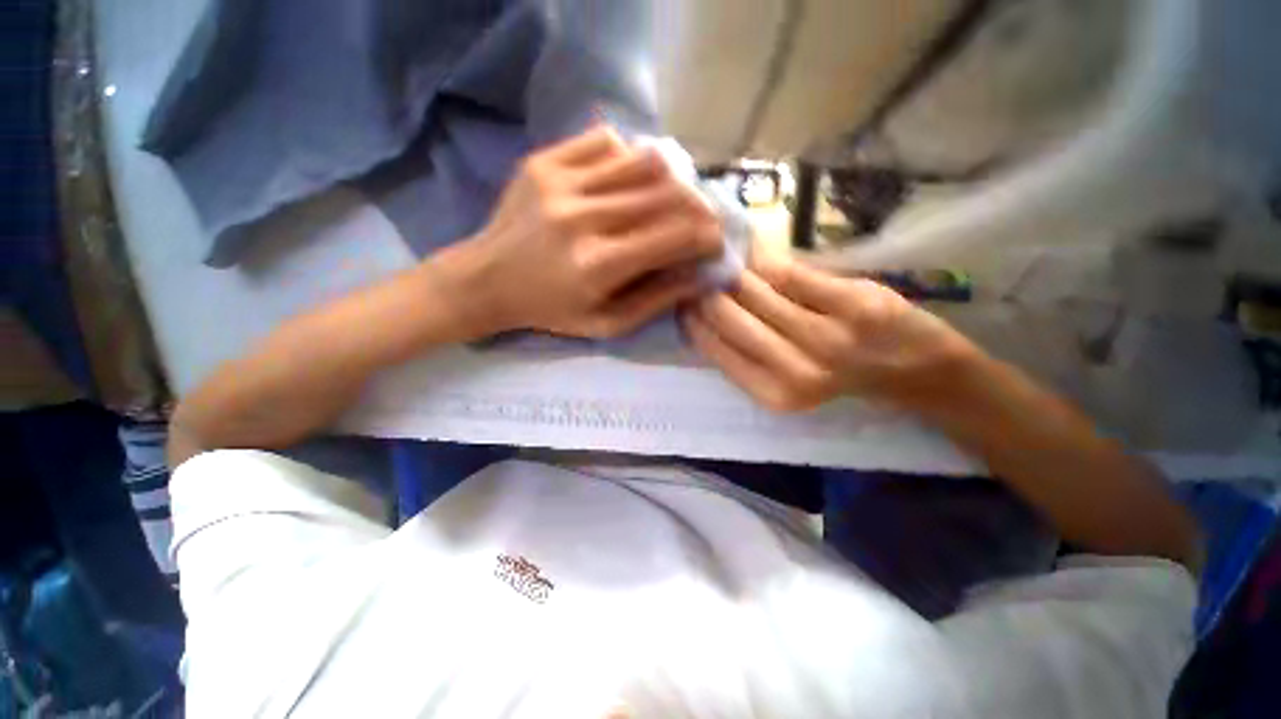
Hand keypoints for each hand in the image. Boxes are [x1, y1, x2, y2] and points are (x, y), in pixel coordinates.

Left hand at [460, 126, 722, 338]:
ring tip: (669, 198)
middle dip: (698, 206)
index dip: (707, 236)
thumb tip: (699, 274)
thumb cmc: (551, 310)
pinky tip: (626, 180)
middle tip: (701, 218)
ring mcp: (560, 181)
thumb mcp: (607, 323)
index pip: (675, 237)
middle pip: (666, 194)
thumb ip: (657, 300)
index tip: (715, 242)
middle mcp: (583, 217)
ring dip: (669, 180)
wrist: (486, 280)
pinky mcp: (544, 160)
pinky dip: (629, 158)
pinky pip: (606, 142)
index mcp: (599, 265)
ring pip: (642, 160)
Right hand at [682, 250, 979, 413]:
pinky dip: (764, 257)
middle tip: (698, 271)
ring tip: (722, 258)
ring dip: (732, 270)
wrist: (915, 369)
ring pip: (753, 289)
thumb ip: (745, 351)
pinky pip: (787, 272)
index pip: (714, 347)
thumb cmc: (842, 376)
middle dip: (706, 288)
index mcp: (773, 393)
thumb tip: (702, 310)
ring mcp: (825, 336)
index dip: (693, 318)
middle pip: (728, 315)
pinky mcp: (852, 303)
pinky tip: (752, 250)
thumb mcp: (787, 379)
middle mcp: (794, 370)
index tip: (683, 297)